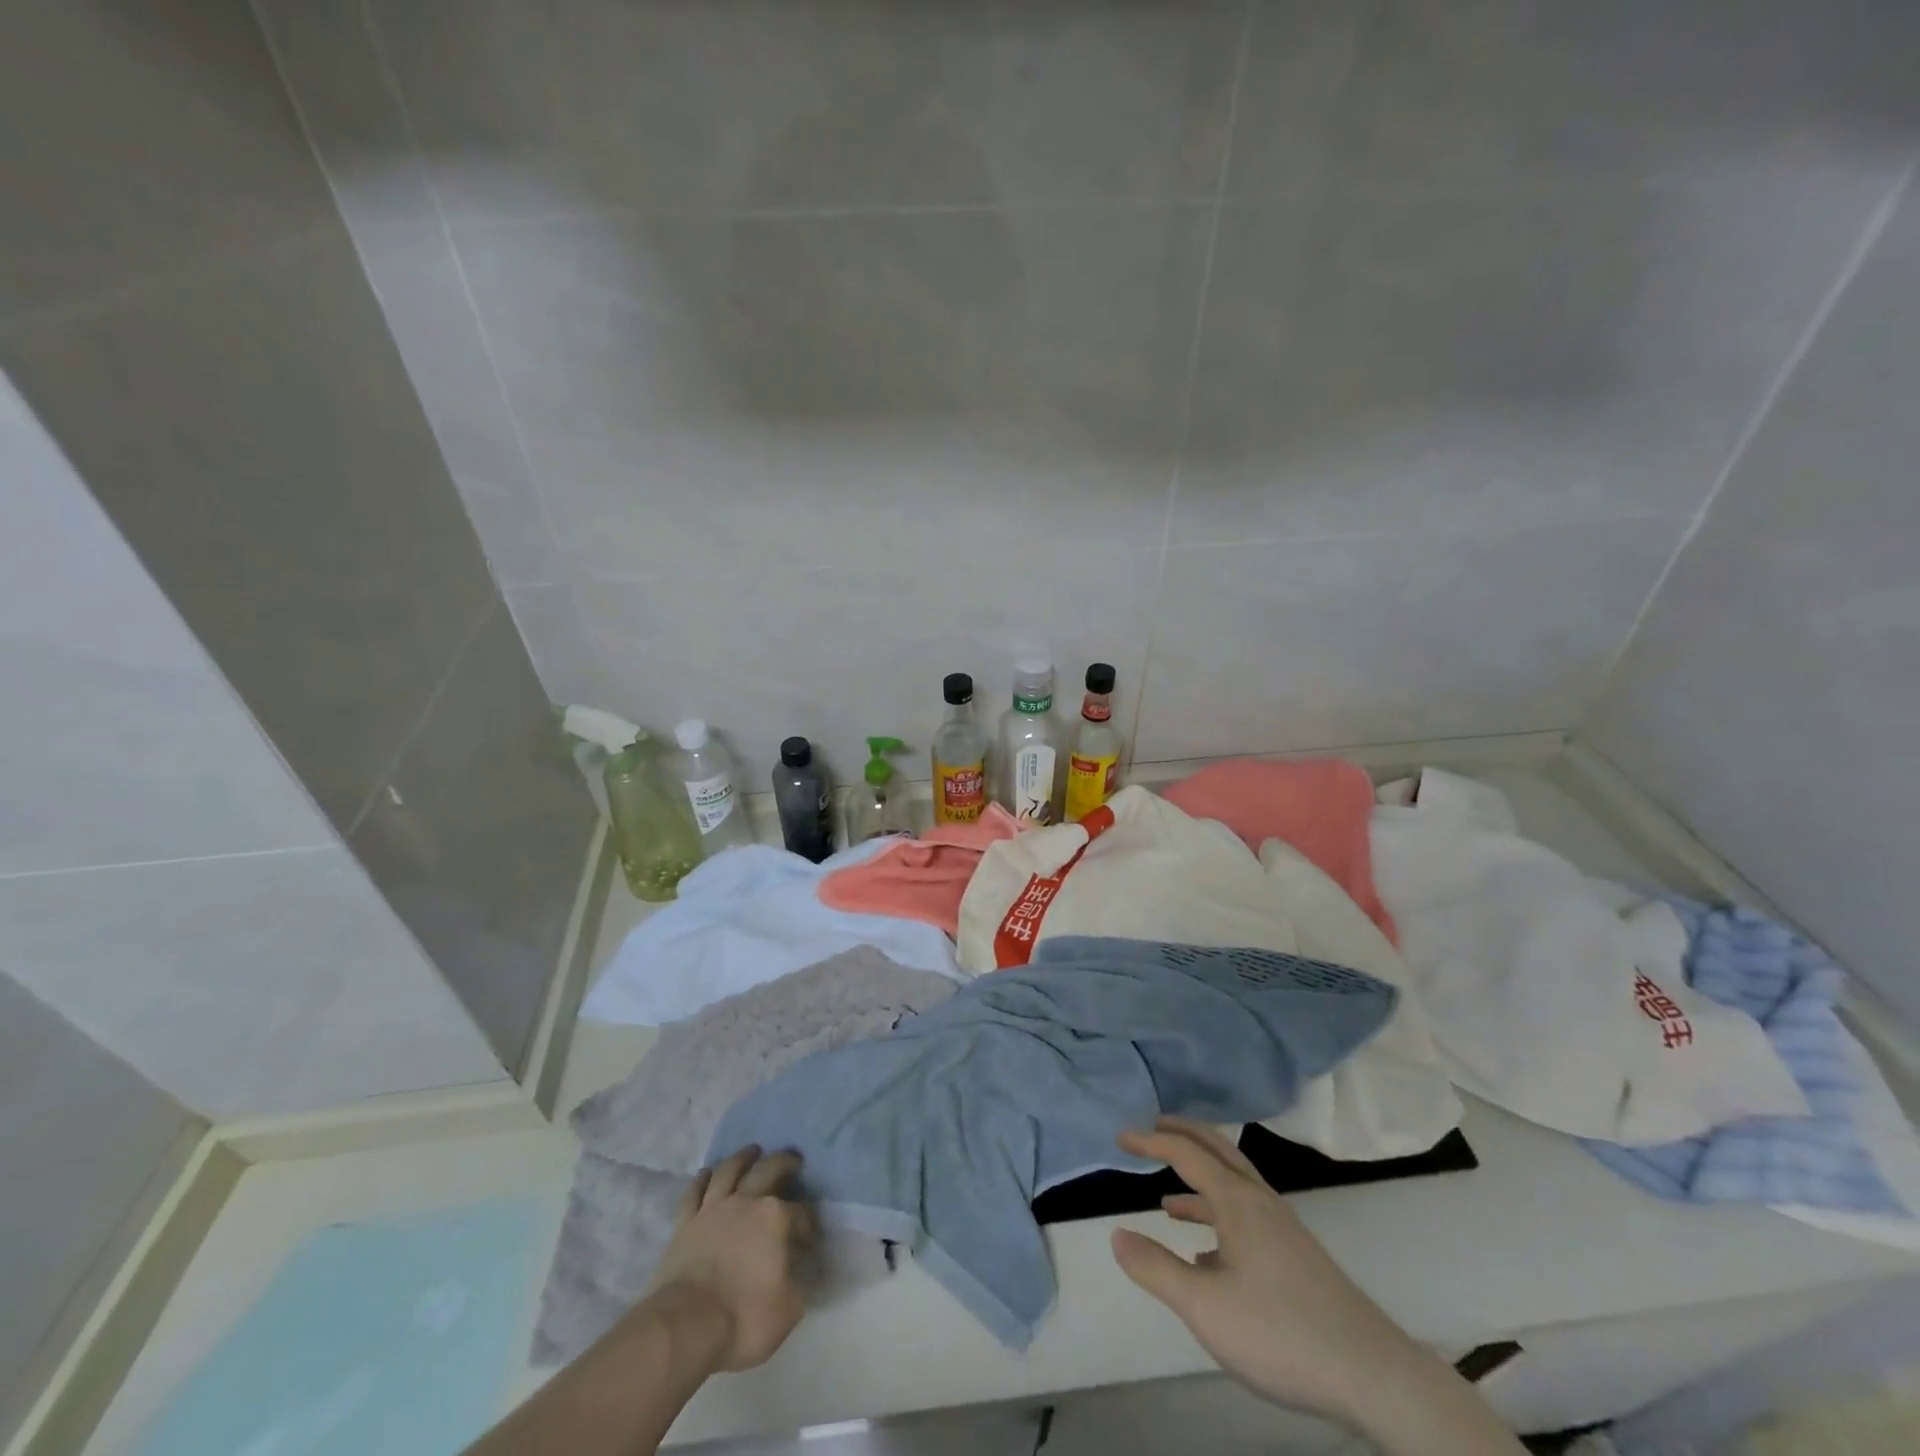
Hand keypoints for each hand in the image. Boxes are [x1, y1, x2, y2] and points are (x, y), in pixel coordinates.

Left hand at [648, 1144, 813, 1371]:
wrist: (685, 1326)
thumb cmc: (742, 1318)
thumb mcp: (788, 1310)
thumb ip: (799, 1286)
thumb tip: (801, 1274)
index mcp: (775, 1218)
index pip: (800, 1214)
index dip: (808, 1225)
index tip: (810, 1239)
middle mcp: (746, 1202)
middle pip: (768, 1170)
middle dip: (784, 1162)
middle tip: (793, 1159)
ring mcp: (713, 1208)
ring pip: (730, 1170)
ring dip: (743, 1158)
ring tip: (752, 1151)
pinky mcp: (685, 1222)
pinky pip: (695, 1192)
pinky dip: (702, 1179)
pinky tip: (707, 1173)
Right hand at [1110, 1117, 1427, 1424]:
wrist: (1372, 1374)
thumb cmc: (1281, 1332)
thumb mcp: (1205, 1307)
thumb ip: (1156, 1269)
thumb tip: (1116, 1235)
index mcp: (1237, 1201)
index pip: (1185, 1153)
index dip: (1150, 1141)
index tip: (1120, 1136)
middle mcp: (1259, 1201)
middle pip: (1216, 1150)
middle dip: (1181, 1136)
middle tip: (1150, 1129)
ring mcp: (1281, 1228)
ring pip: (1233, 1184)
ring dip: (1199, 1178)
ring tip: (1166, 1197)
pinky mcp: (1294, 1255)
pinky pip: (1246, 1215)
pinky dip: (1218, 1216)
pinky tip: (1207, 1256)